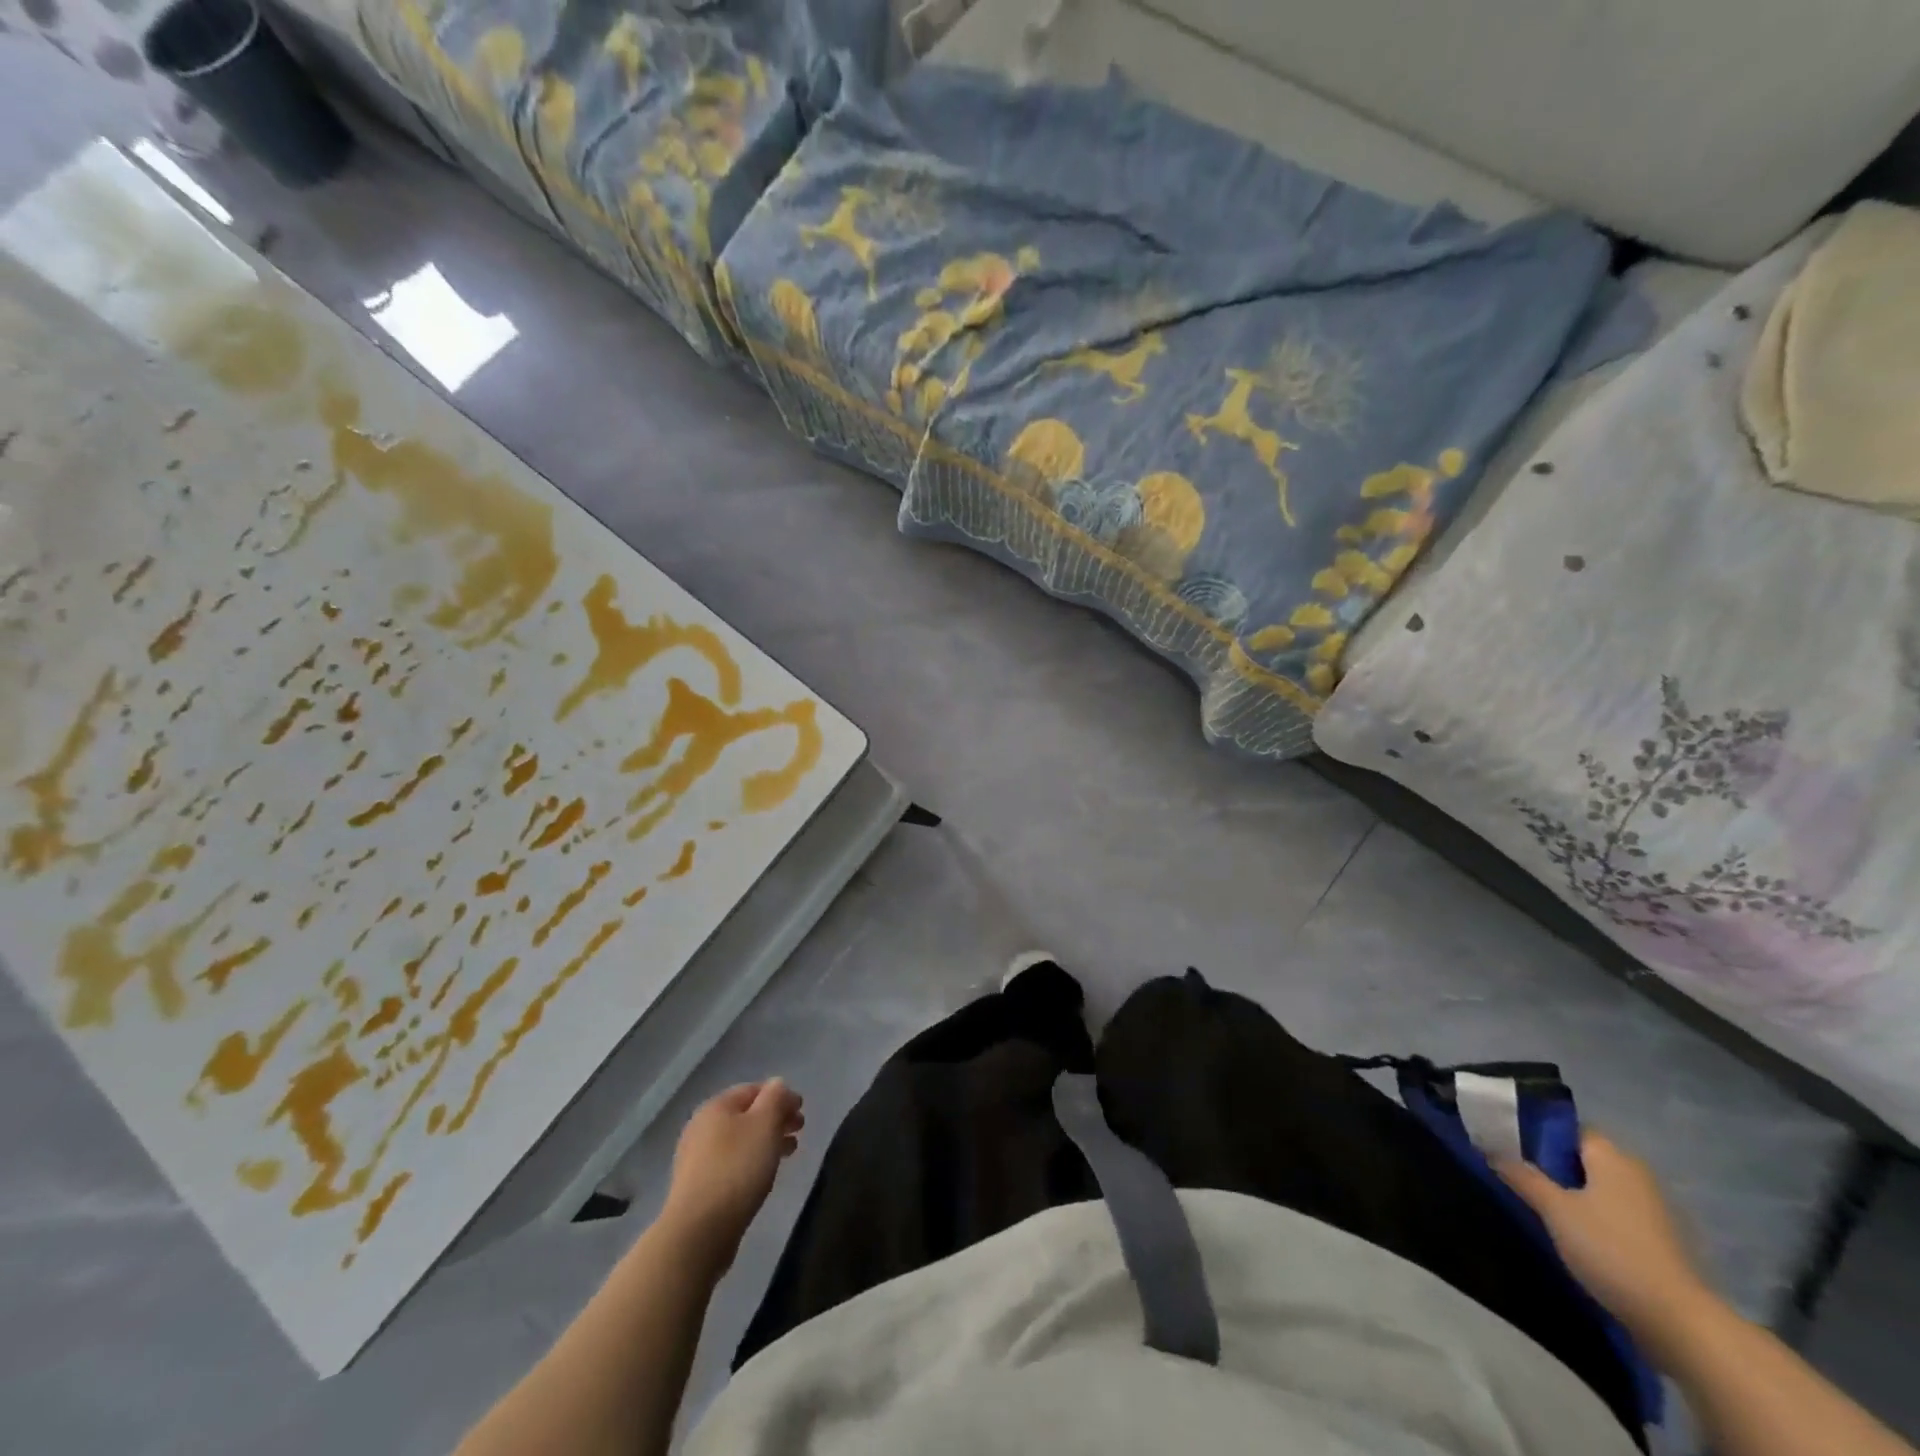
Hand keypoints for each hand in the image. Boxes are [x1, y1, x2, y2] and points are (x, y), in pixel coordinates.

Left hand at [660, 1080, 804, 1273]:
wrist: (698, 1231)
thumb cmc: (737, 1169)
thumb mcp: (765, 1124)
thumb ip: (776, 1098)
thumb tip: (778, 1084)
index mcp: (716, 1106)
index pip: (754, 1089)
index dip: (781, 1095)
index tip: (802, 1111)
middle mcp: (702, 1126)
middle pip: (746, 1114)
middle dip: (775, 1119)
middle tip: (799, 1131)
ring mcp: (696, 1158)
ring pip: (740, 1140)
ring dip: (766, 1141)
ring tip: (789, 1153)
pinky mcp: (698, 1186)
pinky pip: (731, 1163)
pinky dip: (752, 1161)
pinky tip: (764, 1175)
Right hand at [1497, 1130, 1714, 1351]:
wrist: (1678, 1321)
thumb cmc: (1610, 1249)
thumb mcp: (1554, 1209)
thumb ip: (1522, 1175)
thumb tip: (1491, 1150)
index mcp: (1613, 1158)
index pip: (1570, 1129)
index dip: (1539, 1134)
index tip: (1510, 1148)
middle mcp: (1636, 1175)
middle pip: (1585, 1158)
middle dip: (1553, 1166)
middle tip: (1519, 1177)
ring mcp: (1654, 1210)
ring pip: (1600, 1188)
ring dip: (1573, 1194)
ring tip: (1540, 1207)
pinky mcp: (1660, 1241)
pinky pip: (1616, 1214)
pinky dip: (1594, 1217)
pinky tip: (1574, 1235)